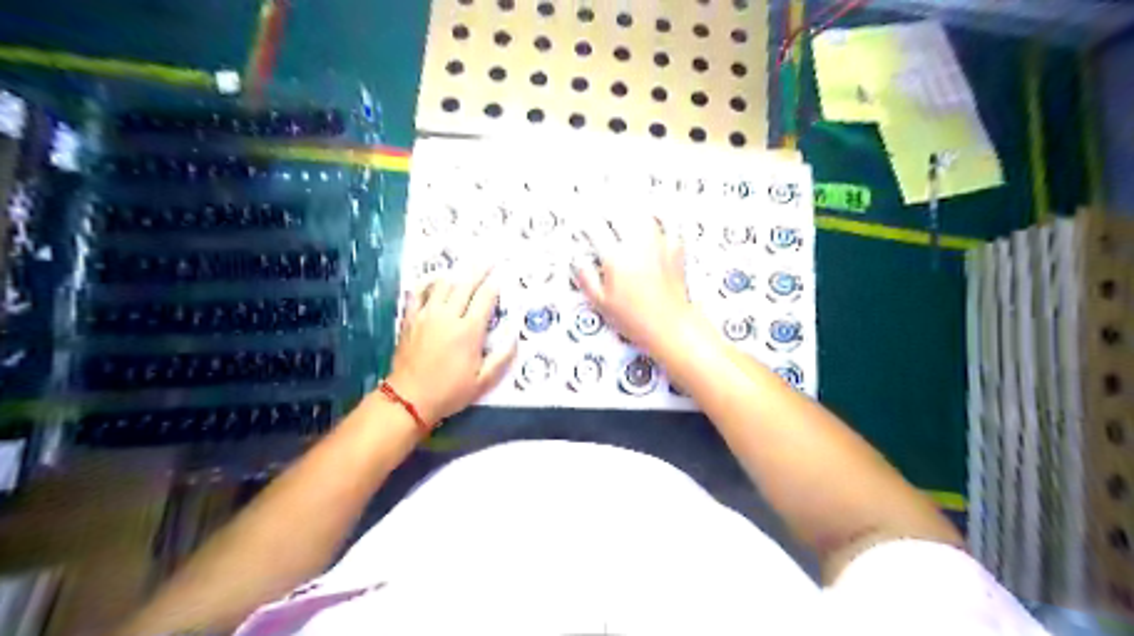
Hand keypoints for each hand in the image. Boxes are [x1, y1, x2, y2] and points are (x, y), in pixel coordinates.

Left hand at [384, 266, 516, 423]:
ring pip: (442, 284)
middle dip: (479, 270)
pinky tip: (435, 280)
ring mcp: (426, 315)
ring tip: (465, 270)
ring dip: (456, 275)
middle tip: (489, 260)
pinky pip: (418, 293)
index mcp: (469, 331)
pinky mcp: (410, 319)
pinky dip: (428, 283)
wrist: (409, 399)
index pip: (485, 298)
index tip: (502, 275)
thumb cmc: (450, 392)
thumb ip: (503, 356)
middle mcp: (448, 316)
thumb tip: (515, 332)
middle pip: (465, 284)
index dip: (495, 285)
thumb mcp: (484, 381)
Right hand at [573, 211, 696, 352]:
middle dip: (607, 209)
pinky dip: (658, 220)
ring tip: (624, 209)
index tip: (582, 220)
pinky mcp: (675, 249)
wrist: (670, 325)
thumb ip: (586, 279)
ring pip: (642, 215)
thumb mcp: (602, 303)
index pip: (595, 228)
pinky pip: (666, 225)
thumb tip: (578, 262)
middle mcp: (637, 245)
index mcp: (616, 257)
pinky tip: (654, 219)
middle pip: (619, 213)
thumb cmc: (636, 319)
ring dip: (631, 211)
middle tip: (600, 208)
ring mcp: (658, 244)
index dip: (585, 221)